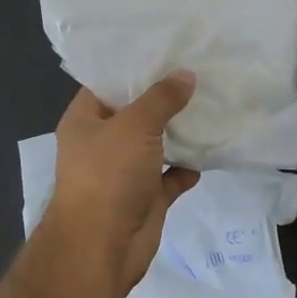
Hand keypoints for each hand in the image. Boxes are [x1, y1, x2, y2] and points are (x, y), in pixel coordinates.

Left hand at [42, 74, 200, 293]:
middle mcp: (101, 144)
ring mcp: (123, 173)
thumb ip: (160, 98)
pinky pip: (170, 177)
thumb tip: (185, 75)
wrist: (102, 246)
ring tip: (212, 106)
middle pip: (135, 114)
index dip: (133, 68)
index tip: (166, 50)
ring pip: (155, 146)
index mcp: (84, 121)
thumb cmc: (108, 175)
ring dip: (179, 133)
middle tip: (199, 72)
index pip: (106, 85)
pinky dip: (187, 168)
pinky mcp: (145, 198)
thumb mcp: (134, 126)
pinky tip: (210, 153)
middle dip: (163, 99)